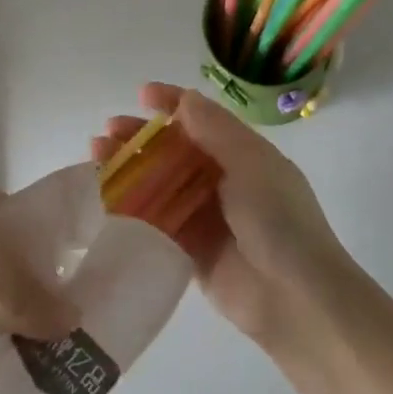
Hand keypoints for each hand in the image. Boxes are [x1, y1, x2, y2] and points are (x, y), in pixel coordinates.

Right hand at [95, 84, 350, 350]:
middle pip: (174, 150)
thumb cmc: (277, 219)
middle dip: (141, 137)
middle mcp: (222, 180)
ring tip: (97, 158)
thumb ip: (215, 131)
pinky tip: (105, 199)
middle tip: (108, 132)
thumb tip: (184, 99)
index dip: (172, 102)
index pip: (202, 118)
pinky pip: (156, 222)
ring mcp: (205, 216)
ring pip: (159, 184)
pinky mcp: (189, 251)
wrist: (296, 298)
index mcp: (242, 153)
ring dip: (130, 169)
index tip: (142, 95)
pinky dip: (132, 209)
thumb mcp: (251, 163)